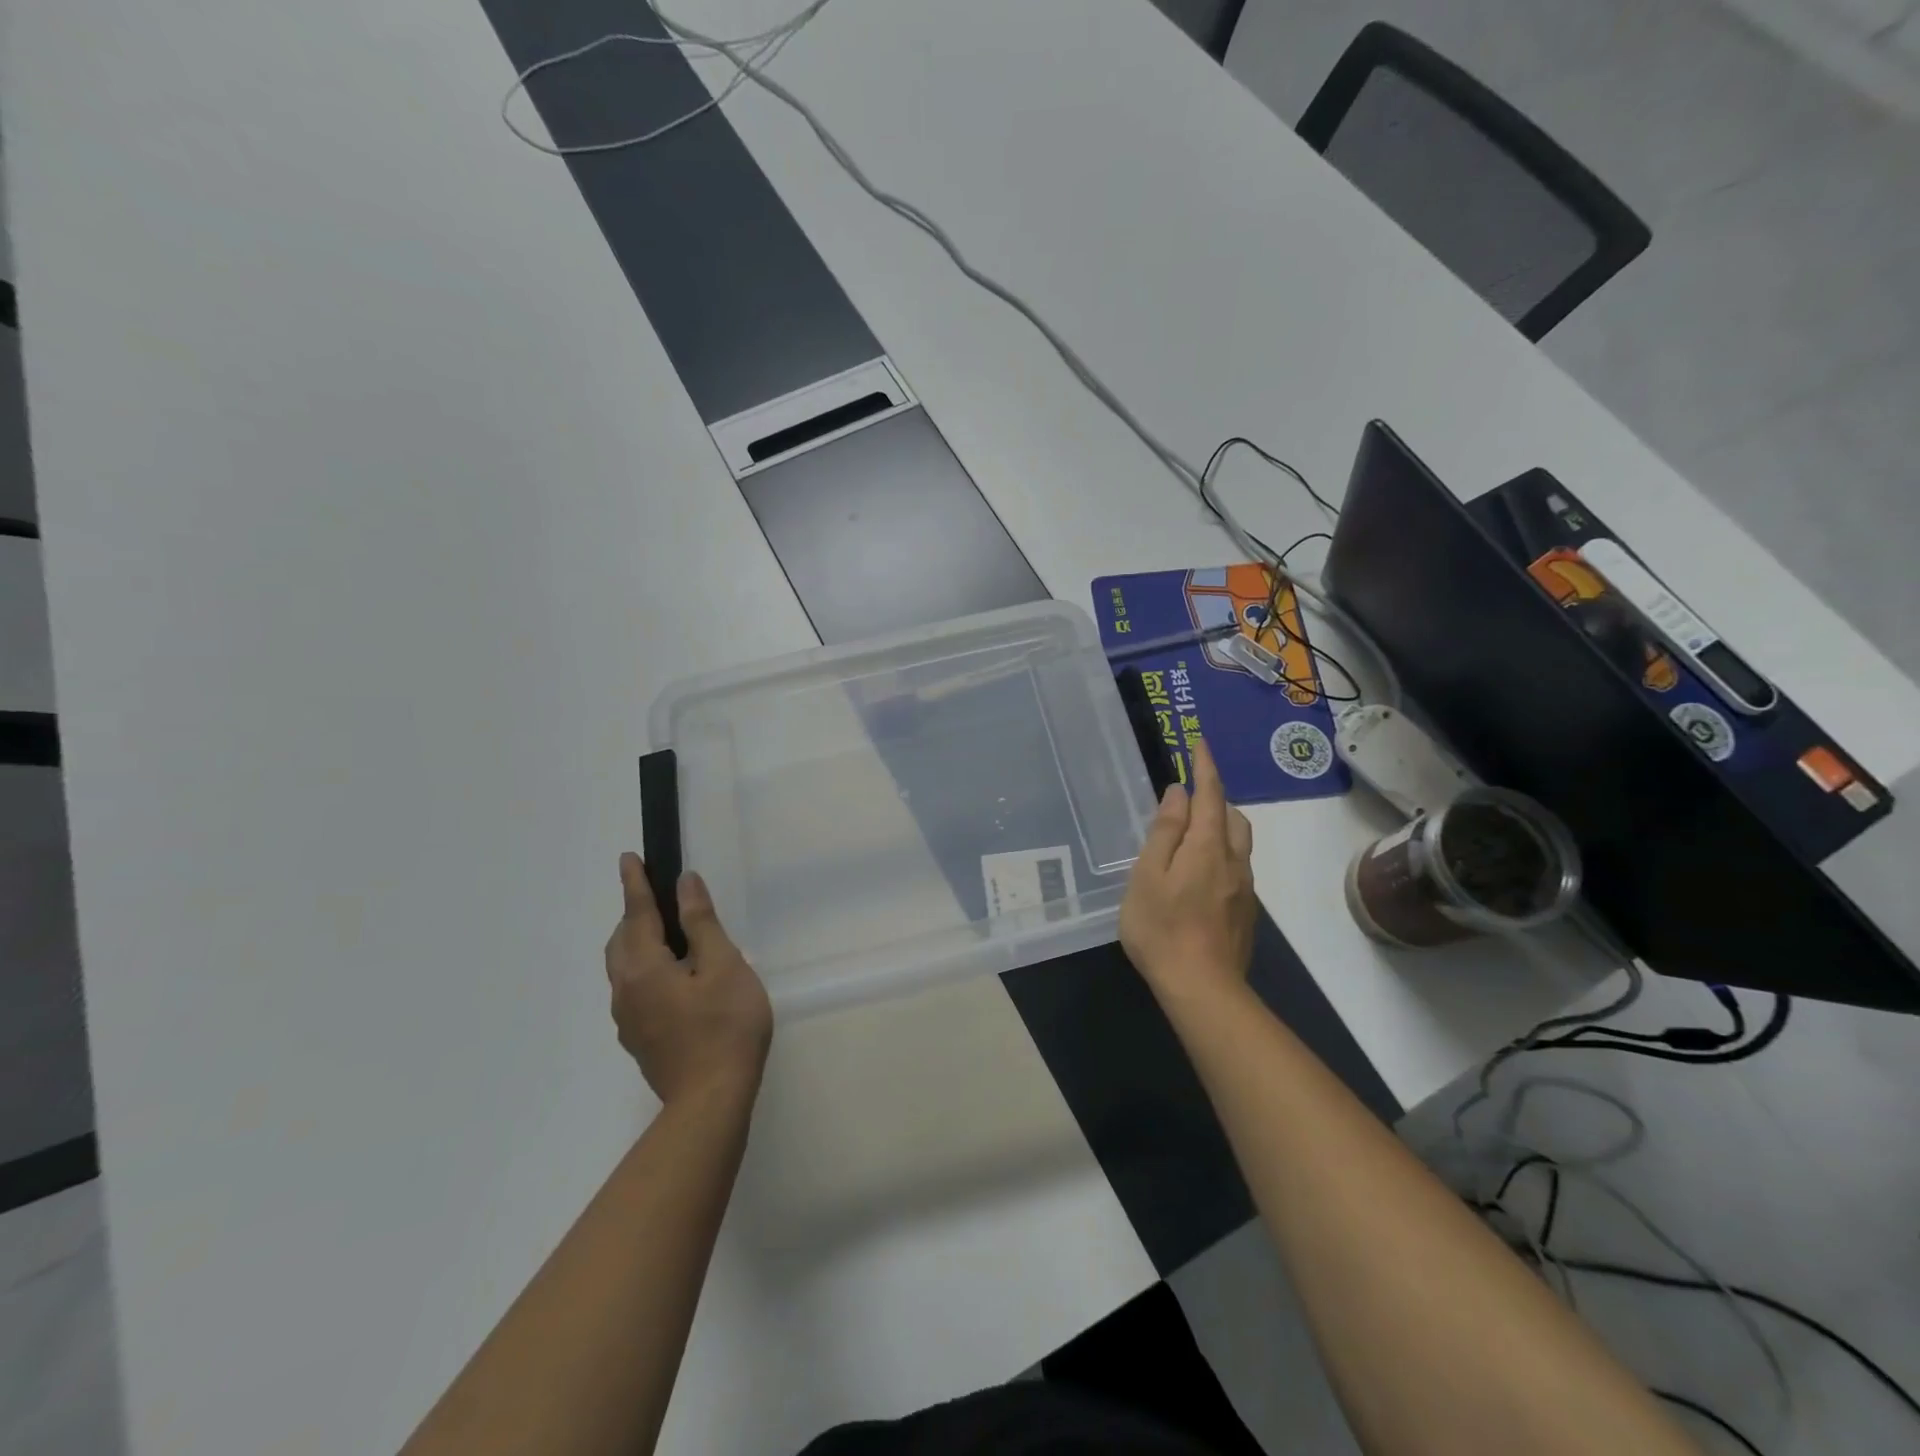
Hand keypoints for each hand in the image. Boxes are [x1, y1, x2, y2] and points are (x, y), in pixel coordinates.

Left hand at [606, 853, 772, 1105]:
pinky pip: (633, 990)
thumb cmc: (725, 1025)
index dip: (634, 884)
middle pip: (621, 942)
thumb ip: (701, 923)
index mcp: (643, 967)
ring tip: (666, 935)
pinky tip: (673, 980)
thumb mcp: (723, 965)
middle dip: (633, 915)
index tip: (628, 858)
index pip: (636, 914)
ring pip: (624, 969)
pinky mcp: (639, 1040)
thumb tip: (685, 884)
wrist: (711, 1100)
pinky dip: (644, 969)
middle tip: (656, 897)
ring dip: (637, 943)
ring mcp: (628, 1020)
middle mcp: (625, 991)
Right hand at [1119, 739, 1257, 1000]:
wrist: (1202, 989)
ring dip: (1220, 828)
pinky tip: (1197, 878)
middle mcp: (1234, 861)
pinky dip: (1221, 856)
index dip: (1205, 767)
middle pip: (1233, 817)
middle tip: (1189, 801)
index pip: (1210, 795)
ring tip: (1191, 838)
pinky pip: (1236, 868)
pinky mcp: (1246, 913)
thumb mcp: (1148, 875)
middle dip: (1215, 799)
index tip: (1200, 743)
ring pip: (1238, 844)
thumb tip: (1178, 794)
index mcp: (1208, 846)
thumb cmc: (1162, 927)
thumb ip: (1164, 832)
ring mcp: (1244, 889)